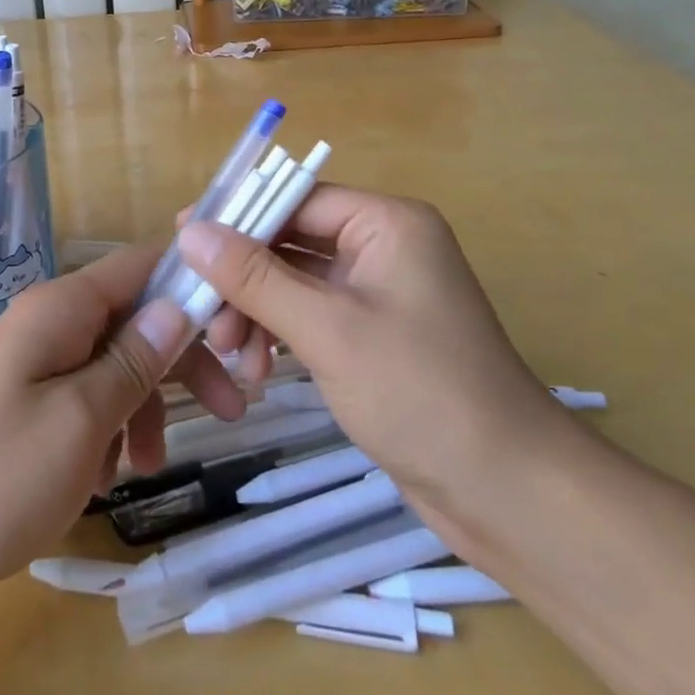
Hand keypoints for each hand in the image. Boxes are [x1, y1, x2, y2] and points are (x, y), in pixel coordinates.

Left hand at [0, 244, 246, 603]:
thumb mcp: (81, 420)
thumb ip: (133, 361)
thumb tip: (177, 306)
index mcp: (63, 307)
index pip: (141, 265)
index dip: (192, 284)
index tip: (237, 328)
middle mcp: (50, 319)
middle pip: (133, 318)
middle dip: (179, 361)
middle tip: (228, 411)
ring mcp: (33, 357)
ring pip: (112, 361)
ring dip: (141, 405)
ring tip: (145, 467)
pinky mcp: (23, 395)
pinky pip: (82, 393)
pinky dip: (106, 426)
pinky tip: (103, 476)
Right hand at [174, 185, 571, 536]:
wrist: (512, 496)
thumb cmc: (422, 394)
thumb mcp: (327, 330)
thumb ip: (254, 277)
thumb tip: (189, 231)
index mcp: (386, 222)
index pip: (295, 198)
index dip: (239, 217)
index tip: (183, 239)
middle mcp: (384, 245)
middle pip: (291, 241)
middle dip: (245, 279)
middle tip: (204, 318)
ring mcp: (379, 292)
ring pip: (295, 281)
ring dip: (258, 312)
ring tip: (233, 357)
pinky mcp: (374, 334)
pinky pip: (311, 315)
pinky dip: (281, 335)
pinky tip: (258, 370)